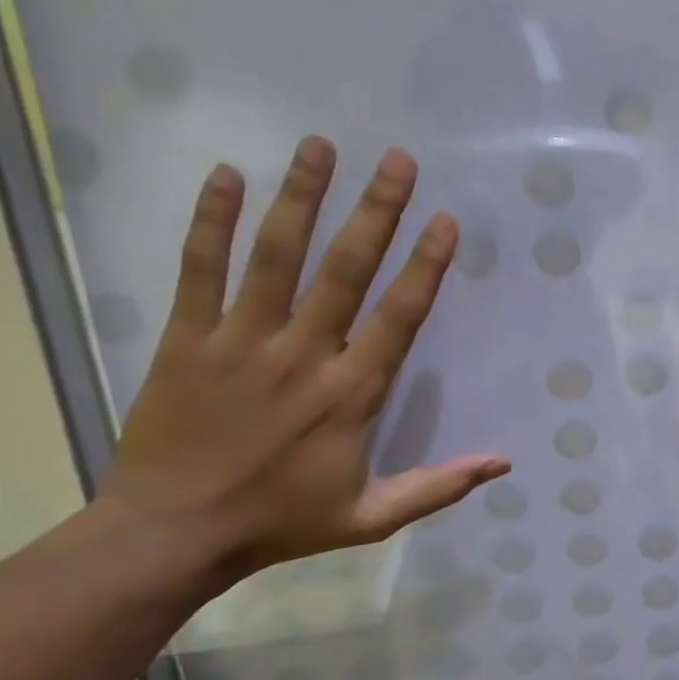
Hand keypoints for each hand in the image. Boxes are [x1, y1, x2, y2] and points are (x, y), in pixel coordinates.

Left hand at [97, 136, 508, 586]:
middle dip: (375, 212)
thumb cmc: (282, 522)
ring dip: (300, 198)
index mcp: (351, 394)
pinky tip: (227, 176)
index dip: (425, 266)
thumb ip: (438, 486)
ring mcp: (241, 342)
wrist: (175, 533)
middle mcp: (303, 355)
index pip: (399, 317)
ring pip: (275, 257)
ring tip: (320, 146)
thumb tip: (503, 462)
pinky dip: (211, 222)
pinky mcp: (187, 340)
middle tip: (396, 159)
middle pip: (344, 270)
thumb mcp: (373, 517)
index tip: (445, 221)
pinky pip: (199, 270)